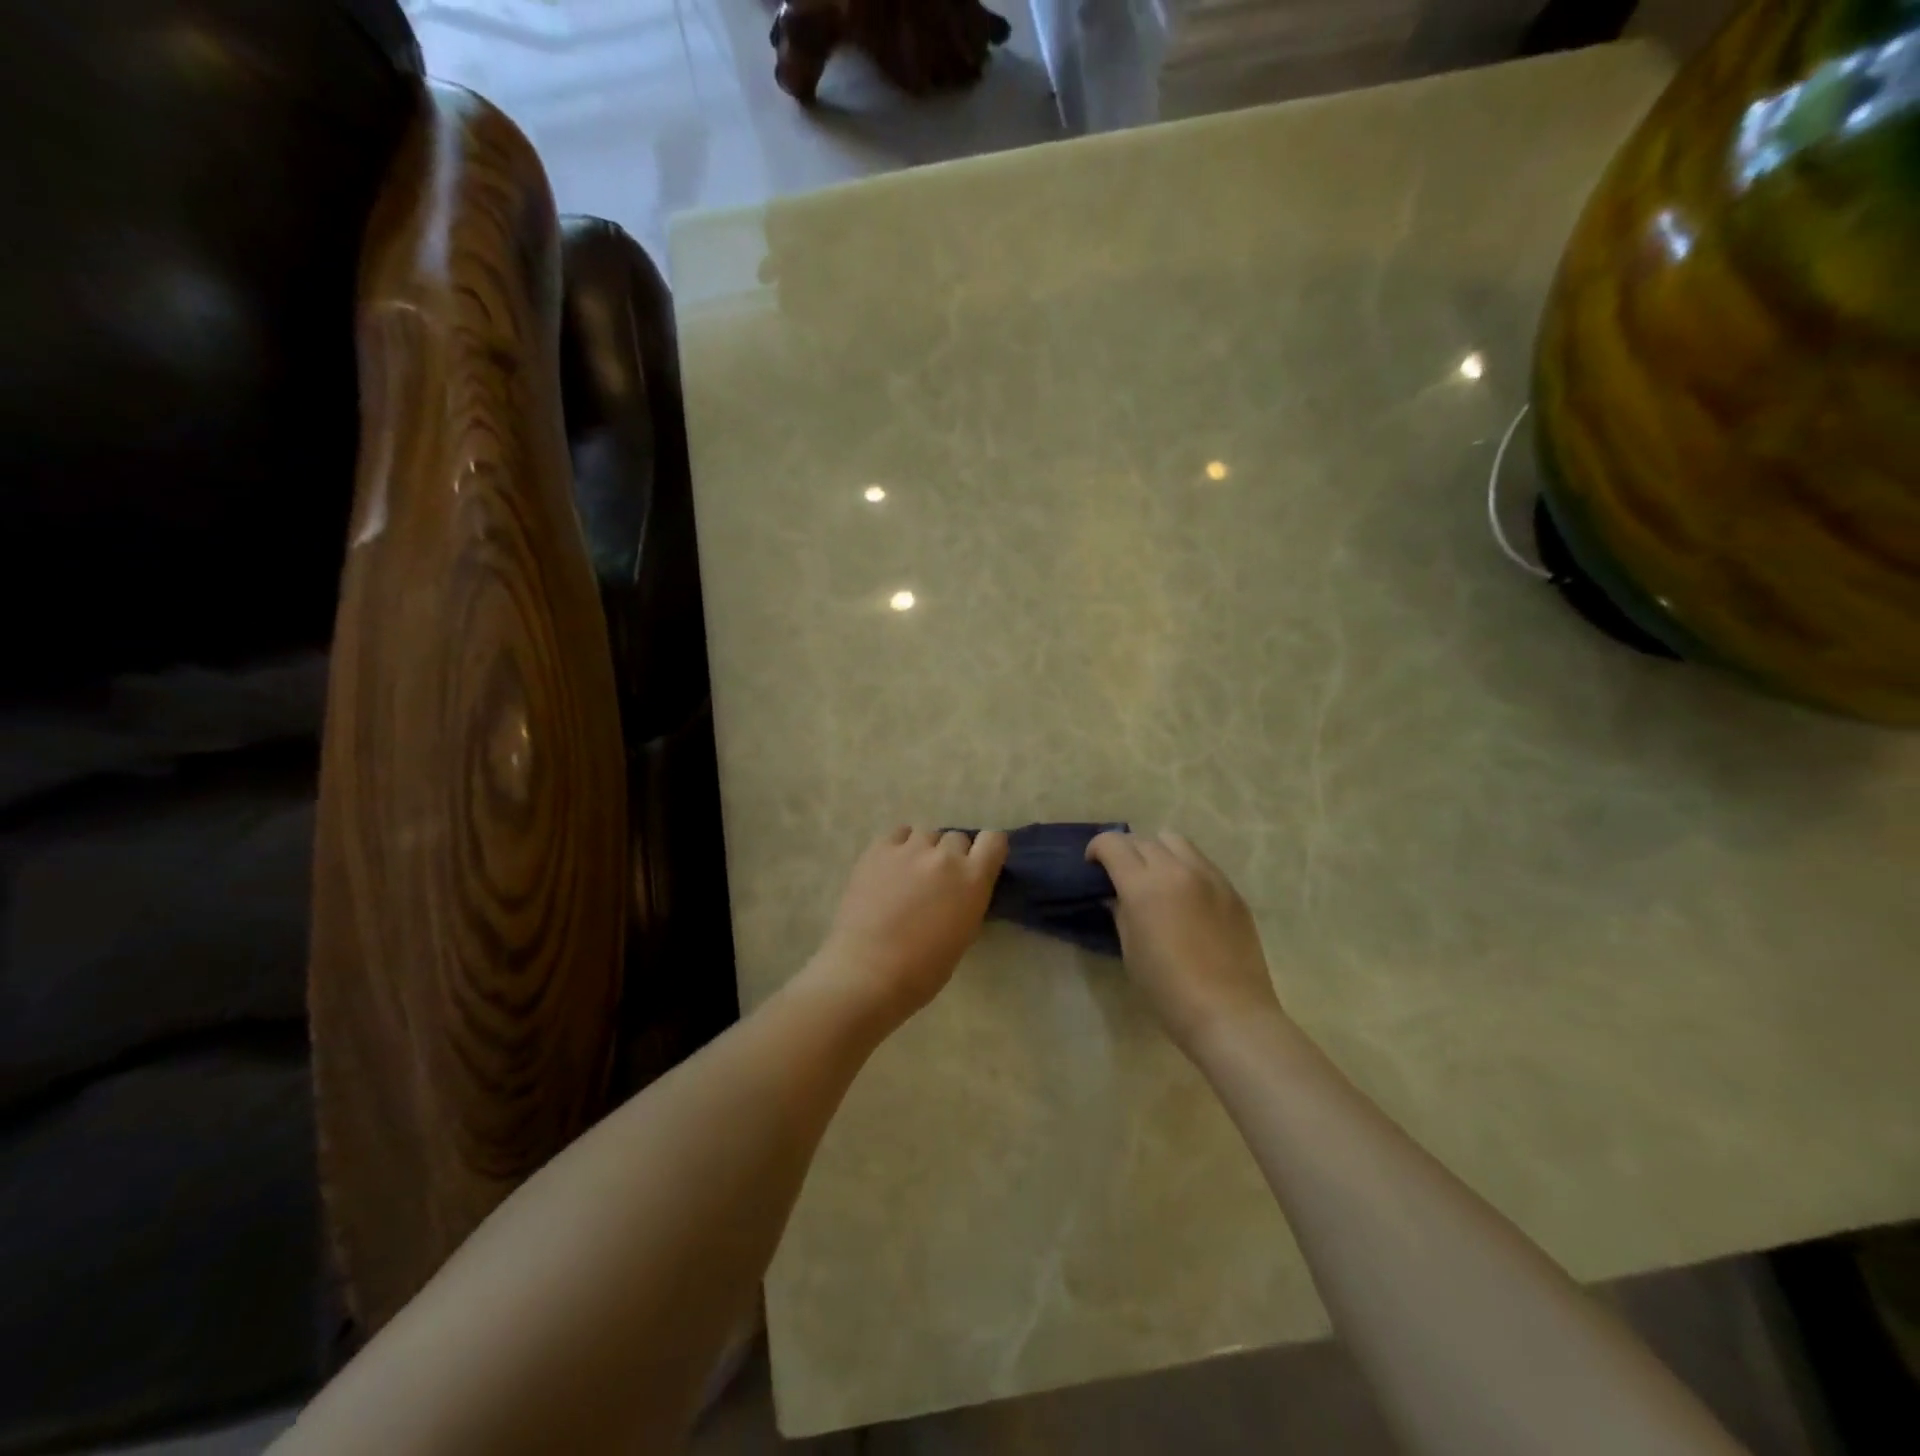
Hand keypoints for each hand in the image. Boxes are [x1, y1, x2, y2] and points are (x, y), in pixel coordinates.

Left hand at [811, 827, 1008, 1026]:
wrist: (869, 971)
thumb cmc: (923, 968)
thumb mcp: (964, 933)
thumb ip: (968, 899)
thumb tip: (961, 887)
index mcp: (972, 879)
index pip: (994, 840)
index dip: (987, 850)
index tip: (978, 864)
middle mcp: (945, 855)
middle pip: (957, 838)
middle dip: (952, 856)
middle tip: (938, 880)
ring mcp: (910, 849)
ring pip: (926, 834)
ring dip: (924, 850)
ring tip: (910, 874)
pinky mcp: (879, 849)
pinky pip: (898, 834)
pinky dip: (899, 846)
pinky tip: (891, 867)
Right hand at [1087, 831, 1282, 1051]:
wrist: (1229, 1013)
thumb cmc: (1168, 990)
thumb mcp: (1130, 950)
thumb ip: (1121, 912)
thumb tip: (1117, 896)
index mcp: (1144, 886)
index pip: (1113, 844)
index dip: (1097, 848)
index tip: (1093, 864)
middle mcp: (1176, 870)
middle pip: (1143, 840)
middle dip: (1126, 851)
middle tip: (1122, 875)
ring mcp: (1209, 877)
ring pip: (1175, 841)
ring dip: (1157, 850)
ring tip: (1155, 876)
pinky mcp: (1232, 890)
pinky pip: (1201, 862)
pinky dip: (1184, 865)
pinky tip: (1184, 894)